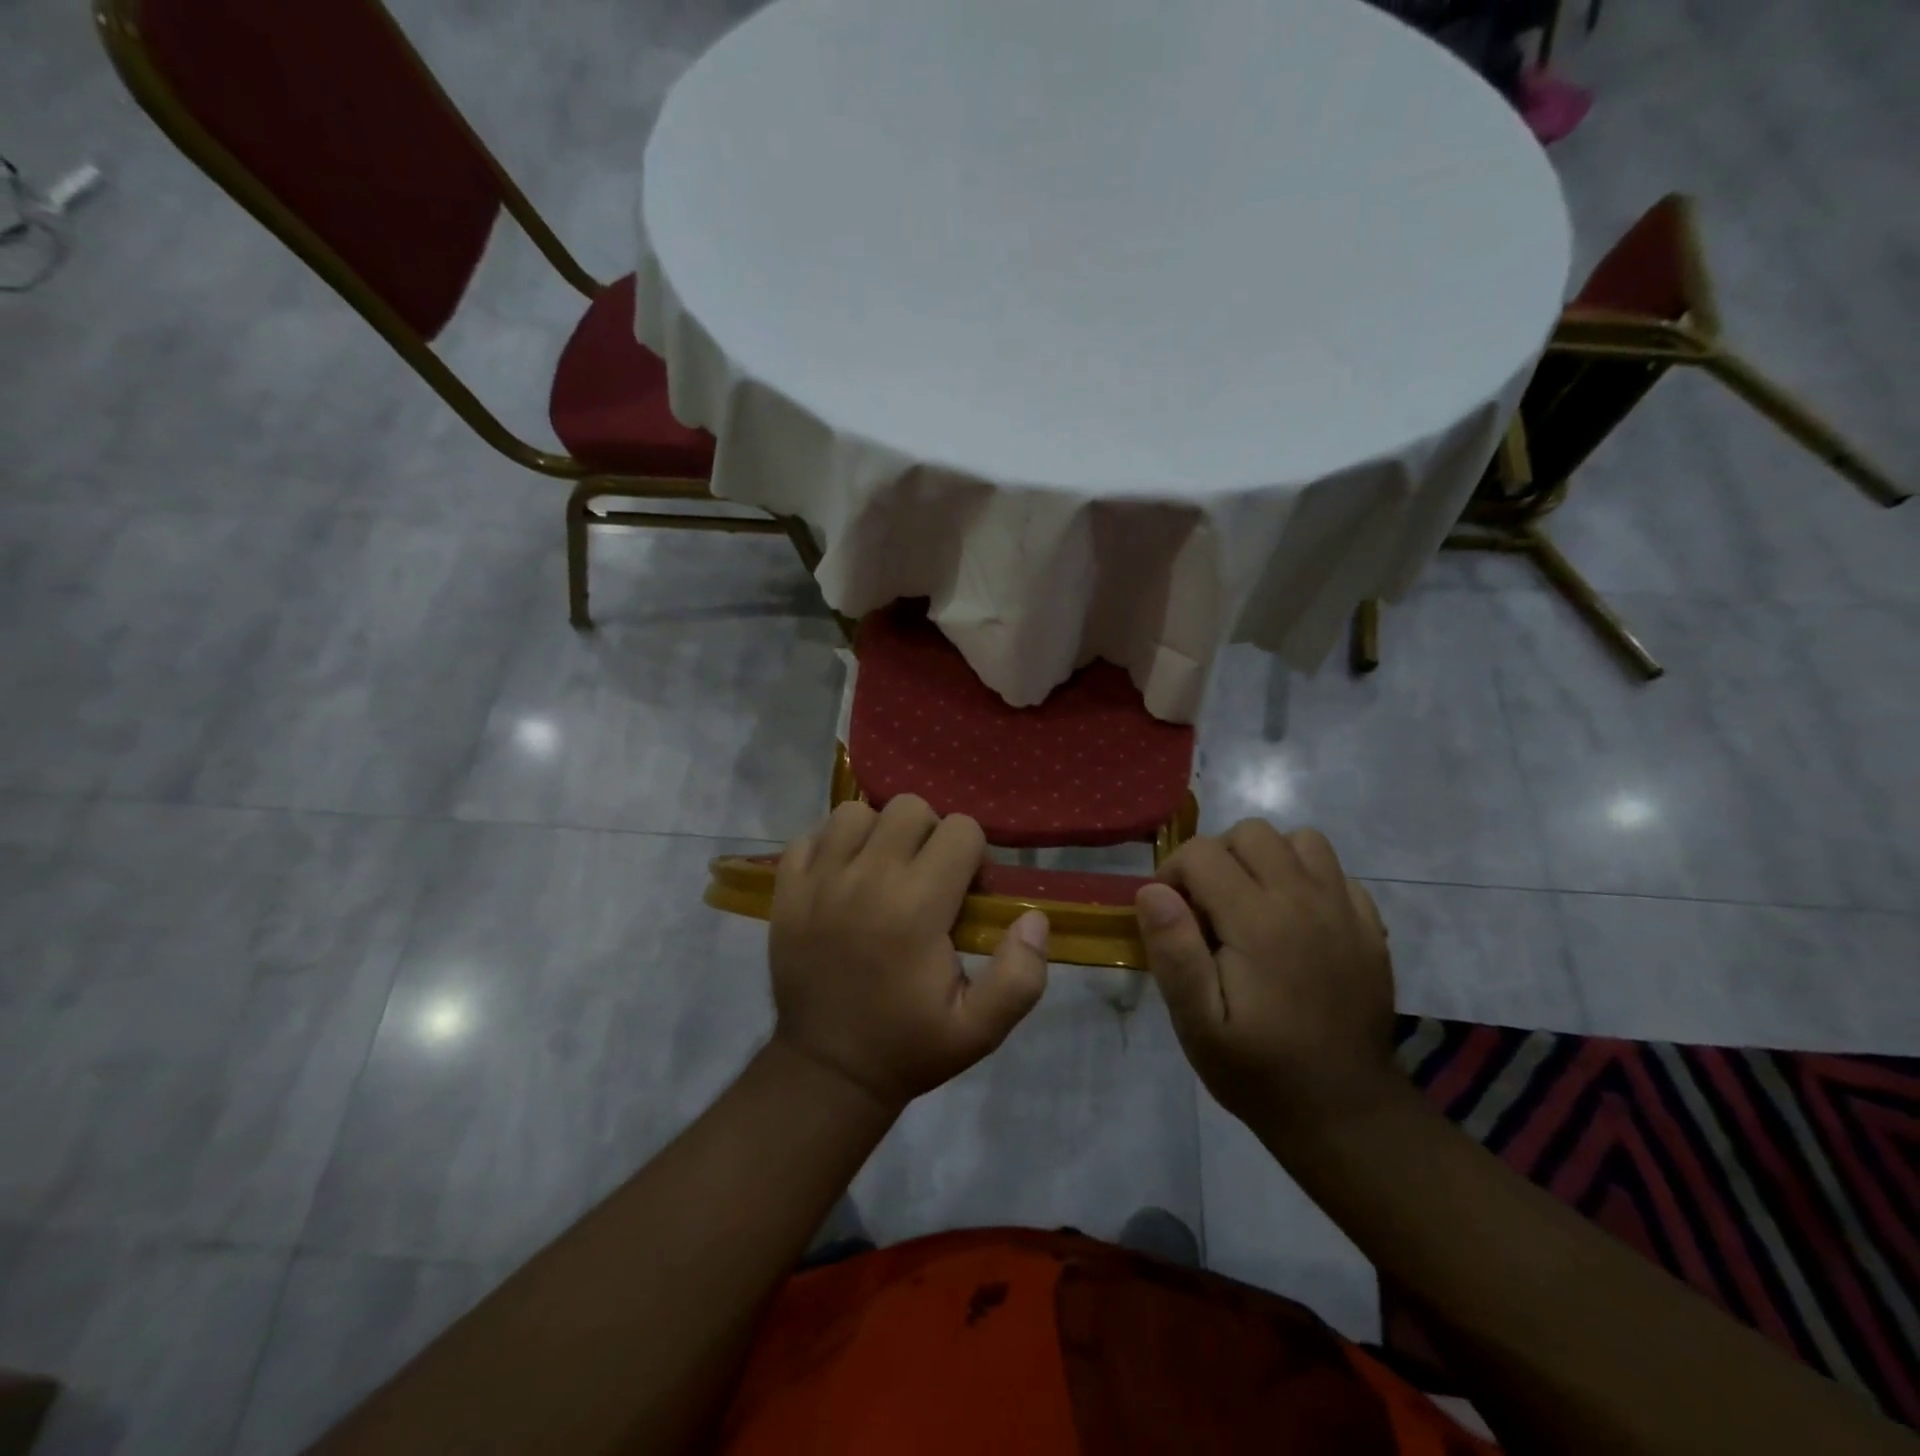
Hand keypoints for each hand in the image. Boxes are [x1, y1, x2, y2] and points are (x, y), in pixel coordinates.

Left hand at [769, 796, 1049, 1112]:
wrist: (827, 1070)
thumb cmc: (909, 1046)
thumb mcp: (980, 1029)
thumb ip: (1020, 975)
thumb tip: (1034, 918)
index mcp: (917, 907)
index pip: (961, 830)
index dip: (974, 857)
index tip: (966, 895)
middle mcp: (867, 878)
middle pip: (910, 808)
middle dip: (930, 835)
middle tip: (928, 879)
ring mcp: (819, 880)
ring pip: (857, 812)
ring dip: (878, 834)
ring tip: (882, 873)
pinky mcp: (786, 888)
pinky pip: (810, 834)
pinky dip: (830, 845)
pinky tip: (842, 877)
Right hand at [1135, 820, 1404, 1147]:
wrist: (1344, 1112)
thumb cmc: (1258, 1069)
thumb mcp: (1198, 1025)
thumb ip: (1174, 953)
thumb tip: (1152, 890)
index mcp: (1258, 921)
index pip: (1202, 852)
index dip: (1174, 873)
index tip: (1171, 915)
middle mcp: (1304, 900)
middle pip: (1251, 833)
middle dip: (1216, 857)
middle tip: (1207, 907)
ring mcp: (1344, 910)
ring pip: (1299, 840)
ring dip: (1265, 859)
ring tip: (1250, 902)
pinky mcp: (1369, 926)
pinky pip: (1334, 871)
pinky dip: (1306, 879)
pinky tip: (1294, 921)